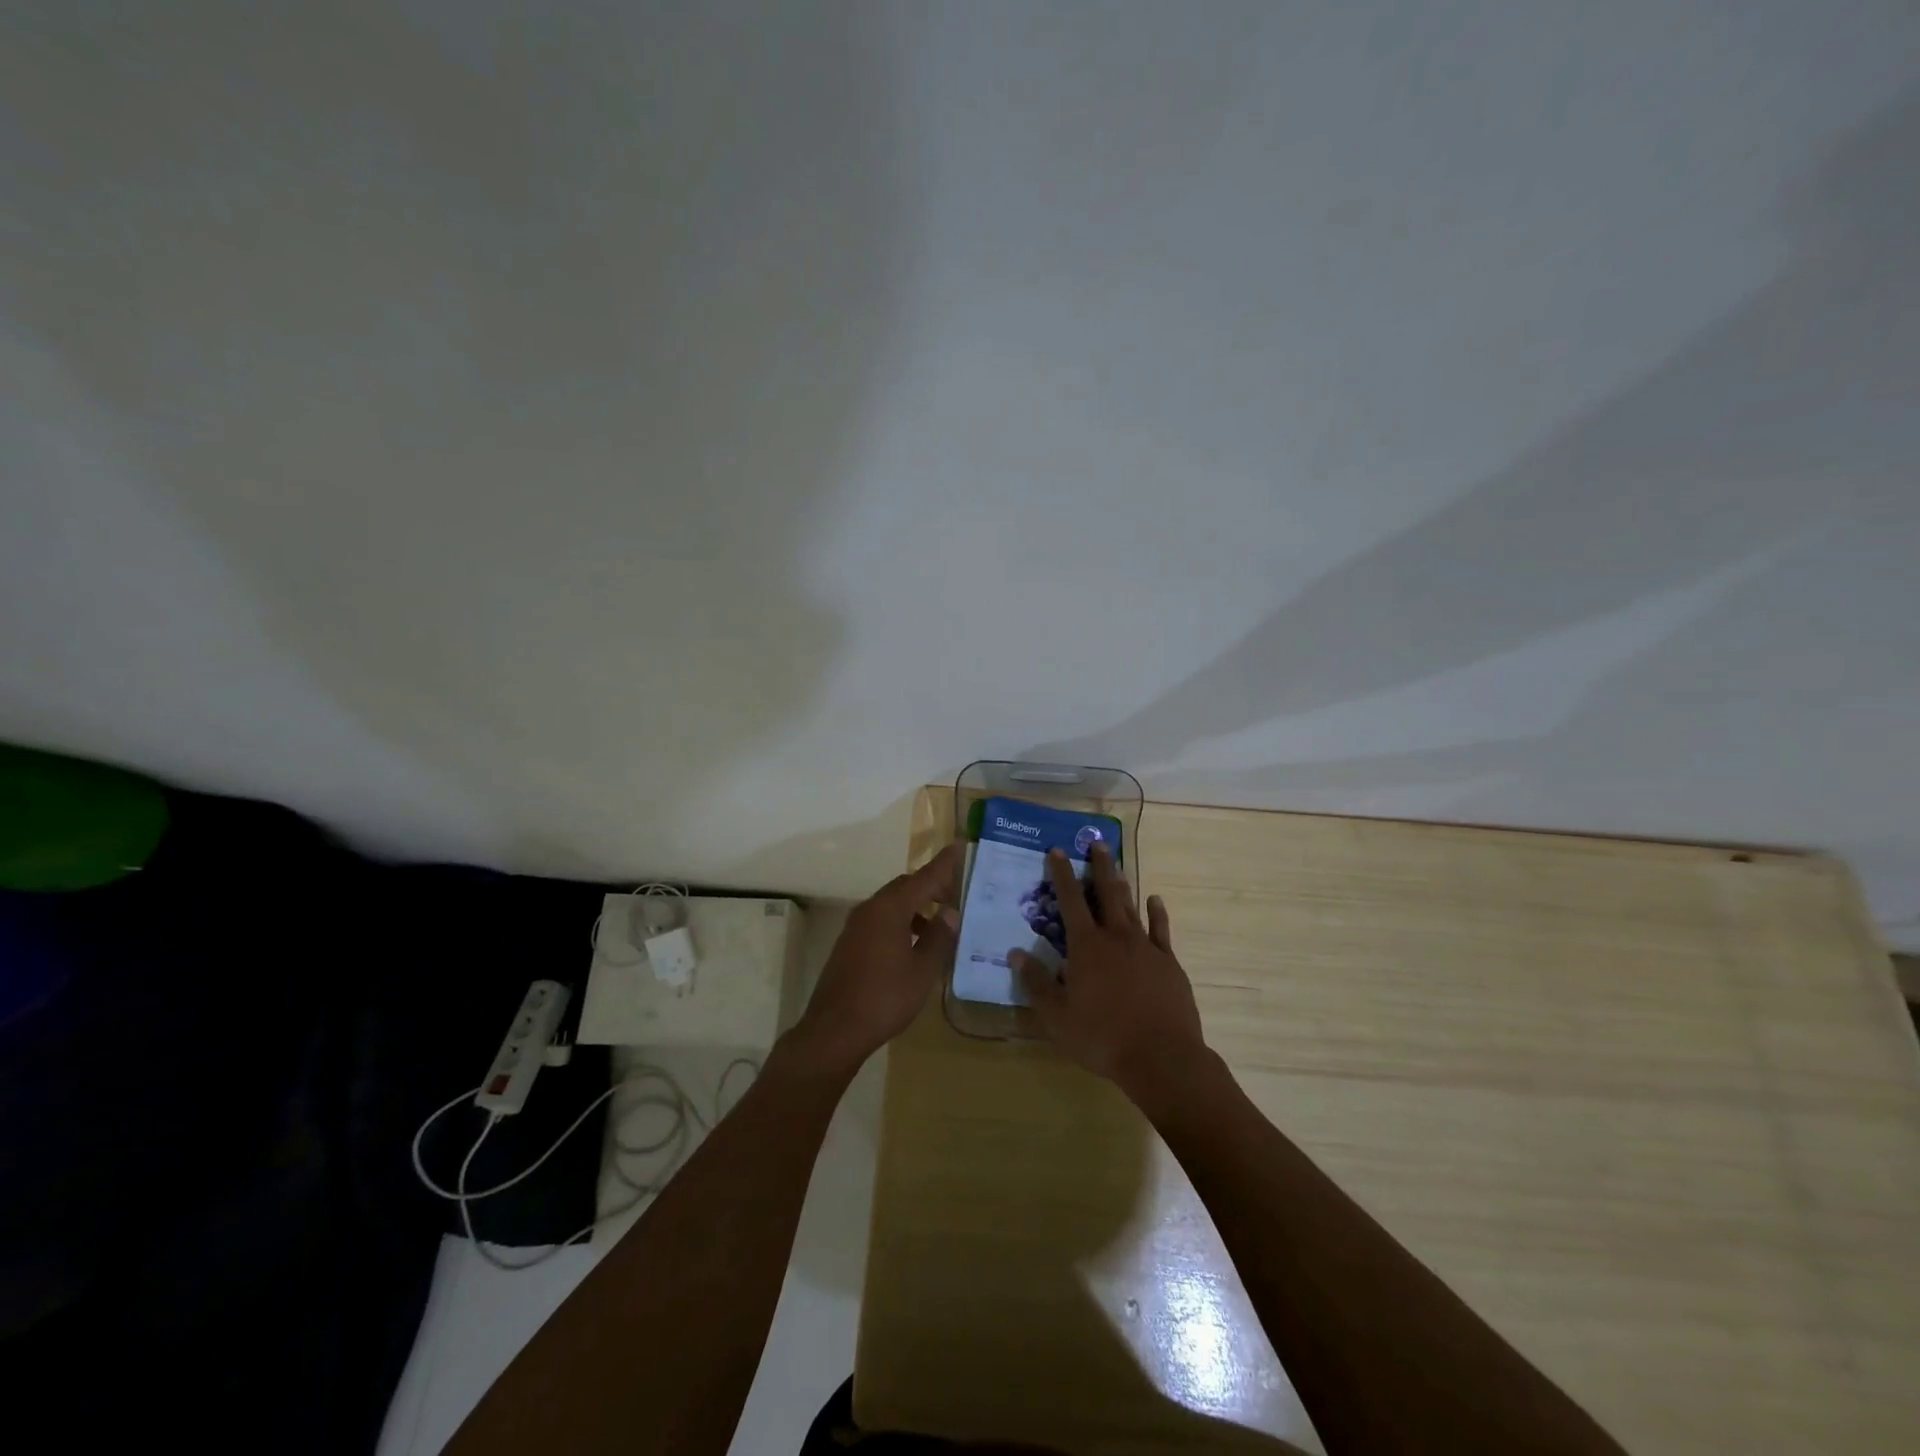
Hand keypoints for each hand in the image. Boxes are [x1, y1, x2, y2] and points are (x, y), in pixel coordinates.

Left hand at [793, 843, 962, 1072]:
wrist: (835, 1029)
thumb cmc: (885, 998)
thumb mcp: (922, 970)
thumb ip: (939, 937)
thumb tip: (950, 914)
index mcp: (890, 909)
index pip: (923, 877)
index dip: (943, 864)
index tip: (959, 846)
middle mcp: (870, 909)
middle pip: (905, 887)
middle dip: (930, 888)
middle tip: (955, 898)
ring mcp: (856, 926)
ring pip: (891, 904)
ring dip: (915, 908)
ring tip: (938, 926)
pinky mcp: (849, 943)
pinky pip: (880, 920)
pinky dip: (900, 922)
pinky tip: (913, 946)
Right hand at [1011, 843, 1208, 1099]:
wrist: (1162, 1057)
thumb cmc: (1102, 1037)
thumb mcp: (1058, 1017)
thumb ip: (1037, 983)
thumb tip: (1016, 953)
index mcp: (1086, 947)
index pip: (1069, 901)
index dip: (1061, 875)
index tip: (1056, 851)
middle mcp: (1115, 937)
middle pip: (1105, 893)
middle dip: (1099, 867)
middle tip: (1097, 842)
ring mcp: (1145, 947)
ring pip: (1131, 907)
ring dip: (1122, 885)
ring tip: (1117, 867)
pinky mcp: (1168, 962)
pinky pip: (1161, 929)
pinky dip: (1157, 912)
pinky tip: (1155, 900)